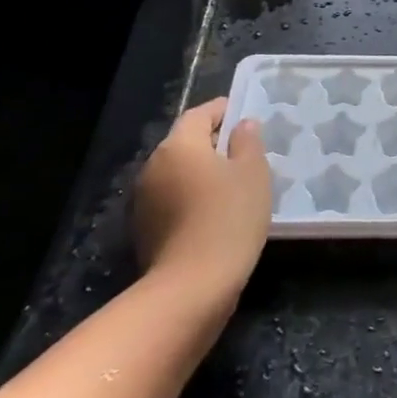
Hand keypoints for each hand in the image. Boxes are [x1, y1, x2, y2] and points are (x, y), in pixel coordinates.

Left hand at [133, 98, 271, 295]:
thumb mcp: (252, 173)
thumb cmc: (229, 217)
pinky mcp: (144, 229)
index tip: (245, 115)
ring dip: (201, 172)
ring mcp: (144, 199)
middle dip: (213, 143)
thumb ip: (247, 141)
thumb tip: (242, 125)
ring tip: (233, 184)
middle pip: (185, 143)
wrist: (191, 286)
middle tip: (245, 152)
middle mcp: (153, 165)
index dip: (223, 110)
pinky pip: (172, 198)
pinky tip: (215, 212)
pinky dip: (191, 197)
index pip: (200, 114)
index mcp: (179, 145)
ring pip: (178, 172)